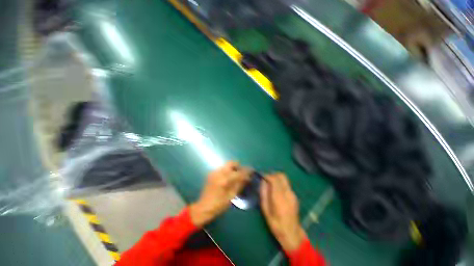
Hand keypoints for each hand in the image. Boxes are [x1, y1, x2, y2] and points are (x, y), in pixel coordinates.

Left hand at [190, 161, 251, 226]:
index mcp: (224, 180)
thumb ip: (239, 185)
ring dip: (233, 168)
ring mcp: (214, 172)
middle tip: (243, 172)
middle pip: (232, 163)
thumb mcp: (231, 197)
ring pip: (227, 165)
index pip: (239, 172)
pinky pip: (222, 168)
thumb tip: (247, 178)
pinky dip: (228, 170)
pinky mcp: (212, 173)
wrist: (203, 207)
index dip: (247, 171)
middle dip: (239, 166)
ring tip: (237, 175)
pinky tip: (229, 178)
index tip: (252, 170)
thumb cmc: (218, 205)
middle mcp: (219, 173)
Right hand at [260, 173, 306, 251]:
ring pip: (285, 178)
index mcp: (279, 197)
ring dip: (276, 178)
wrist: (291, 233)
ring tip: (270, 183)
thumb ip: (264, 193)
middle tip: (266, 179)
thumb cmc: (275, 223)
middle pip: (281, 175)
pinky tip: (276, 189)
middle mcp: (287, 193)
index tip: (262, 176)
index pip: (274, 179)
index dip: (267, 175)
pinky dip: (280, 182)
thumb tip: (262, 181)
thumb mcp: (265, 209)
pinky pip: (286, 184)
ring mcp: (292, 193)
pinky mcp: (294, 195)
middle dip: (272, 174)